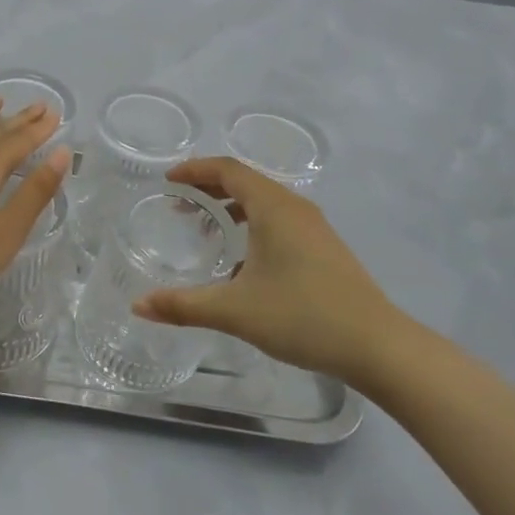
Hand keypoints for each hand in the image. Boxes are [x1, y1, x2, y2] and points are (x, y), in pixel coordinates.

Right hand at [135, 158, 409, 382]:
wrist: (376, 345)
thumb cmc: (302, 316)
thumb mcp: (235, 311)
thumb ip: (183, 306)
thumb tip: (138, 306)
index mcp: (274, 207)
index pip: (229, 169)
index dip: (196, 169)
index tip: (169, 180)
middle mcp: (295, 208)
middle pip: (247, 181)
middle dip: (210, 188)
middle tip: (180, 205)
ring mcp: (315, 228)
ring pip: (265, 203)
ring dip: (233, 208)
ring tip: (207, 230)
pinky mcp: (325, 248)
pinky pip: (280, 221)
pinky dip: (253, 226)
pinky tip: (243, 263)